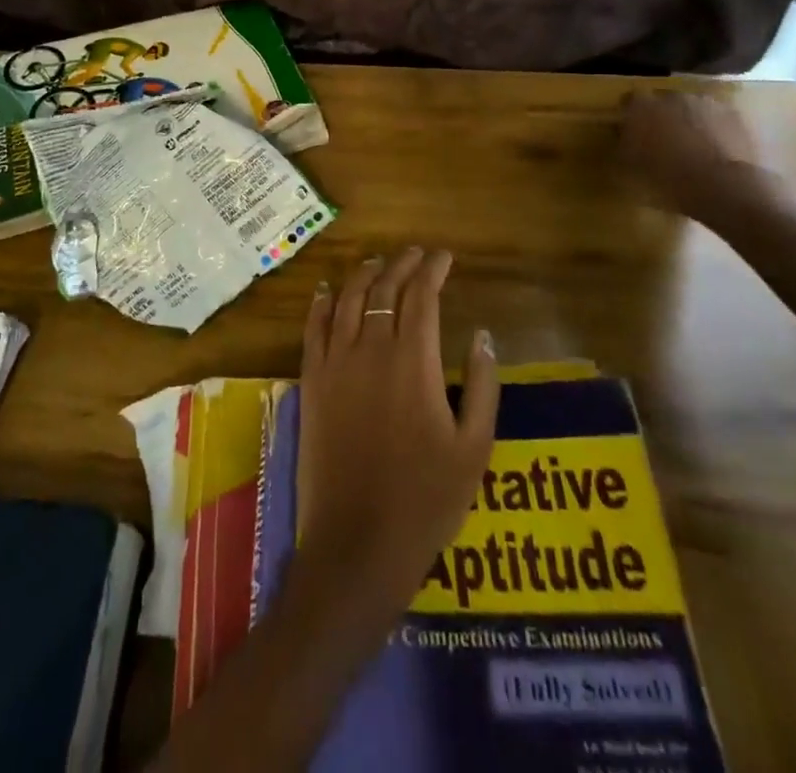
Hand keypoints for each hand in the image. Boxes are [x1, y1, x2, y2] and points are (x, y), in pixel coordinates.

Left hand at [296, 248, 498, 612]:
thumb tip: (483, 334)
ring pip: (347, 301)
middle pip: (384, 290)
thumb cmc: (427, 499)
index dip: (433, 269)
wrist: (359, 541)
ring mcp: (335, 364)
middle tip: (416, 254)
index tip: (444, 256)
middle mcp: (371, 349)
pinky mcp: (311, 383)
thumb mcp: (475, 447)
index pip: (422, 296)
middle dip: (401, 265)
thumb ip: (484, 385)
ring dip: (364, 275)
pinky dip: (319, 304)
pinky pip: (312, 330)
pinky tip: (324, 291)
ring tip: (377, 262)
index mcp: (414, 361)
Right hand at [614, 89, 772, 223]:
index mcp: (642, 106)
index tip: (632, 132)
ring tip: (693, 149)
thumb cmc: (668, 179)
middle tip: (663, 142)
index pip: (629, 101)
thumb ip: (624, 145)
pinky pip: (718, 120)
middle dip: (663, 117)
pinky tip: (716, 153)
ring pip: (693, 109)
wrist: (724, 188)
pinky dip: (715, 131)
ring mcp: (707, 103)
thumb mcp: (631, 167)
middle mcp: (673, 96)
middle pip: (664, 102)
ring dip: (690, 122)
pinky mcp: (736, 116)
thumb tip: (624, 137)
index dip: (631, 116)